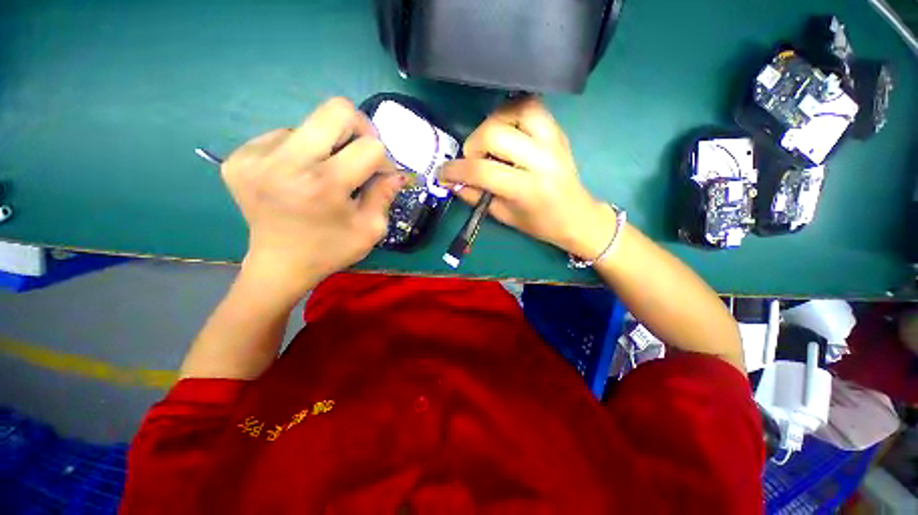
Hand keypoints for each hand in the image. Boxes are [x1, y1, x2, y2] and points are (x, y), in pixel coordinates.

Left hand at [222, 97, 402, 299]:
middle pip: (337, 110)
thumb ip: (386, 195)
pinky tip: (300, 176)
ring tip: (324, 174)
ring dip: (327, 145)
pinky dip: (302, 151)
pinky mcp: (239, 157)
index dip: (383, 159)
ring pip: (311, 124)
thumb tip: (396, 172)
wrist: (280, 265)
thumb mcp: (371, 229)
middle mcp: (286, 163)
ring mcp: (256, 156)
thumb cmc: (331, 250)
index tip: (380, 175)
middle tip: (359, 154)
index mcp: (324, 186)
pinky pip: (285, 135)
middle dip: (360, 129)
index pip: (370, 147)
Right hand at [440, 96, 616, 259]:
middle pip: (494, 133)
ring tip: (491, 144)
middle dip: (473, 146)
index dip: (455, 170)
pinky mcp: (558, 131)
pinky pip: (530, 106)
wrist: (577, 216)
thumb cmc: (540, 223)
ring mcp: (552, 140)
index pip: (482, 170)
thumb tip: (452, 182)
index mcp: (527, 189)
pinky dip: (511, 113)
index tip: (443, 173)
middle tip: (474, 160)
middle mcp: (541, 159)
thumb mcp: (504, 216)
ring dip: (492, 124)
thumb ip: (476, 196)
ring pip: (513, 110)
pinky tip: (506, 131)